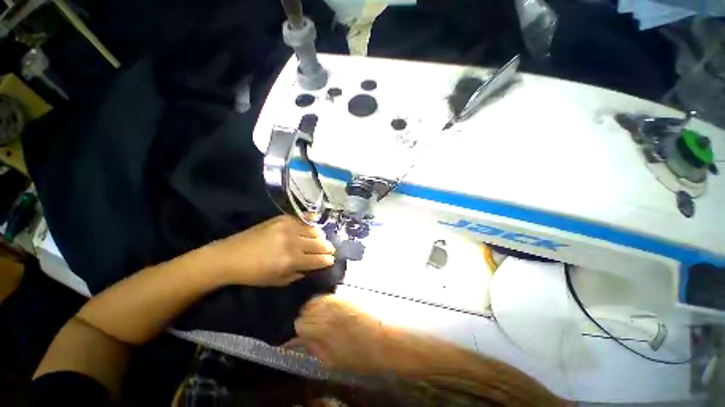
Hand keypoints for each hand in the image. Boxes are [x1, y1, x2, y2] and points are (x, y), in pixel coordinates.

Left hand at [211, 215, 334, 286]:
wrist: (230, 256)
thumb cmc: (253, 274)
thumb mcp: (277, 281)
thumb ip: (298, 274)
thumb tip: (312, 266)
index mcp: (291, 260)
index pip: (318, 259)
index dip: (327, 260)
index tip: (331, 260)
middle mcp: (293, 242)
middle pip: (320, 244)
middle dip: (328, 248)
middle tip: (329, 250)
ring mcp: (289, 227)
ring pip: (315, 230)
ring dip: (321, 236)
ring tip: (321, 239)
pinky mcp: (283, 218)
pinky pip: (304, 217)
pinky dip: (312, 219)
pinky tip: (316, 220)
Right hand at [292, 295, 397, 373]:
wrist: (386, 338)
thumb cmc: (360, 355)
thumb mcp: (332, 360)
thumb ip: (314, 347)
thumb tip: (302, 341)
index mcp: (321, 326)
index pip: (299, 322)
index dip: (302, 331)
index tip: (307, 336)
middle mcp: (327, 307)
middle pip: (307, 306)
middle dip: (307, 316)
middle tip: (315, 327)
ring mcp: (338, 297)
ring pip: (318, 298)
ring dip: (317, 307)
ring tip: (325, 318)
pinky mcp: (347, 293)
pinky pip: (330, 295)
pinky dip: (328, 302)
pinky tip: (335, 311)